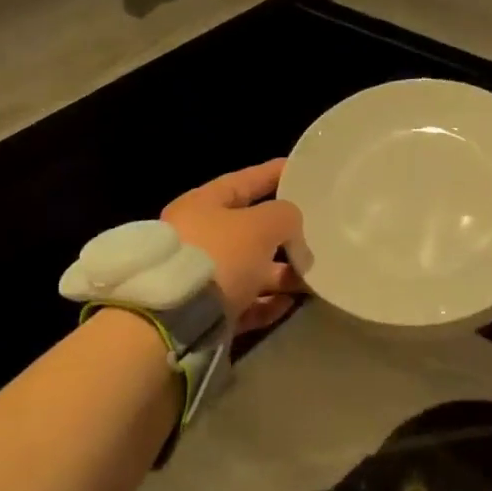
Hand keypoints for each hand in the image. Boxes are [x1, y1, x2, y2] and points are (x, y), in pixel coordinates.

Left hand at [163, 160, 304, 333]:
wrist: (175, 320)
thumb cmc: (219, 256)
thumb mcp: (262, 224)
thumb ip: (286, 216)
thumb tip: (292, 232)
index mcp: (203, 205)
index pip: (245, 181)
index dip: (273, 173)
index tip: (300, 170)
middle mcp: (199, 237)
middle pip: (250, 230)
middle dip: (285, 234)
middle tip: (316, 234)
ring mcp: (200, 277)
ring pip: (251, 270)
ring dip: (282, 273)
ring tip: (311, 279)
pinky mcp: (205, 313)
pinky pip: (245, 302)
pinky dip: (268, 302)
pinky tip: (290, 303)